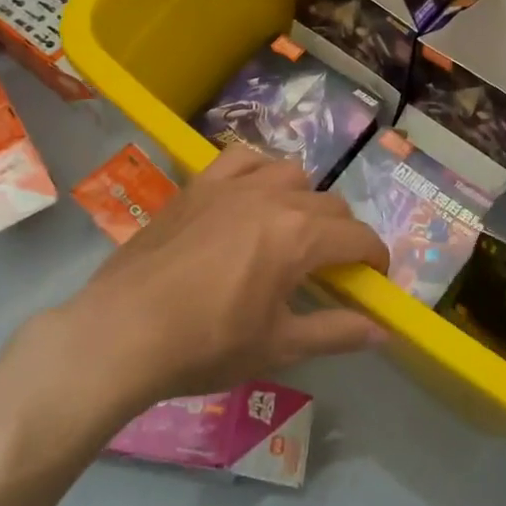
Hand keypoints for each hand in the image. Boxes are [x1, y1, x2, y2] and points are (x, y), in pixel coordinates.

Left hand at [59, 146, 389, 401]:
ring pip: (290, 173)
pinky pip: (242, 158)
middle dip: (342, 234)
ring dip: (304, 198)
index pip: (357, 236)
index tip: (375, 279)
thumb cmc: (206, 345)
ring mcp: (232, 185)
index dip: (376, 257)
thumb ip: (336, 332)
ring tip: (292, 230)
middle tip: (332, 269)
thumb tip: (383, 332)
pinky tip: (251, 194)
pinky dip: (259, 170)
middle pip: (329, 204)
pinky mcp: (199, 185)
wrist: (122, 332)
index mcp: (298, 236)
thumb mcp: (279, 346)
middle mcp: (272, 197)